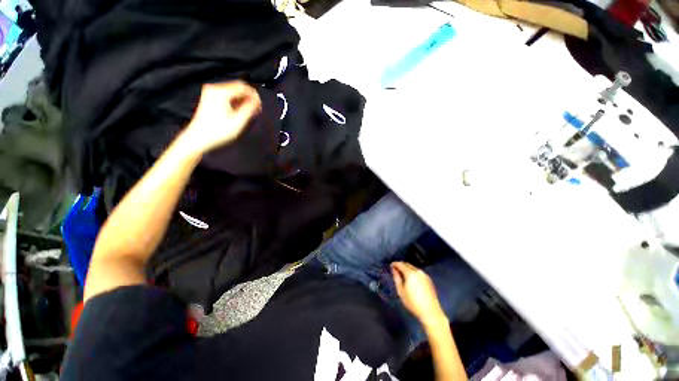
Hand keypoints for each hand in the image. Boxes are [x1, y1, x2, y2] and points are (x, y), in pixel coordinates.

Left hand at [180, 81, 260, 153]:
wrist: (198, 138)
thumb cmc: (218, 131)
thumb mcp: (238, 121)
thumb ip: (249, 109)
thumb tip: (257, 101)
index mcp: (221, 92)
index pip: (243, 87)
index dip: (254, 95)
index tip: (260, 105)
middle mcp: (214, 88)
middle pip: (237, 87)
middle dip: (249, 97)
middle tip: (257, 109)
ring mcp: (210, 92)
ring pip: (233, 91)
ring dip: (243, 99)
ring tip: (250, 111)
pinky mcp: (209, 97)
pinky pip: (227, 95)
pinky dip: (235, 101)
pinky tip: (240, 110)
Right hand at [391, 261, 446, 327]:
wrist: (430, 312)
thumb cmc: (413, 302)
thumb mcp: (401, 291)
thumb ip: (397, 278)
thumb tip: (394, 269)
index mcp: (410, 273)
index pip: (400, 264)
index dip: (395, 264)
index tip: (391, 266)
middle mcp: (418, 271)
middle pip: (407, 264)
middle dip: (401, 265)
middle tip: (395, 270)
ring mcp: (424, 275)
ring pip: (413, 268)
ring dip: (407, 269)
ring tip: (402, 274)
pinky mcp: (429, 279)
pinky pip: (418, 272)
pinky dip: (413, 272)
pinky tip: (411, 279)